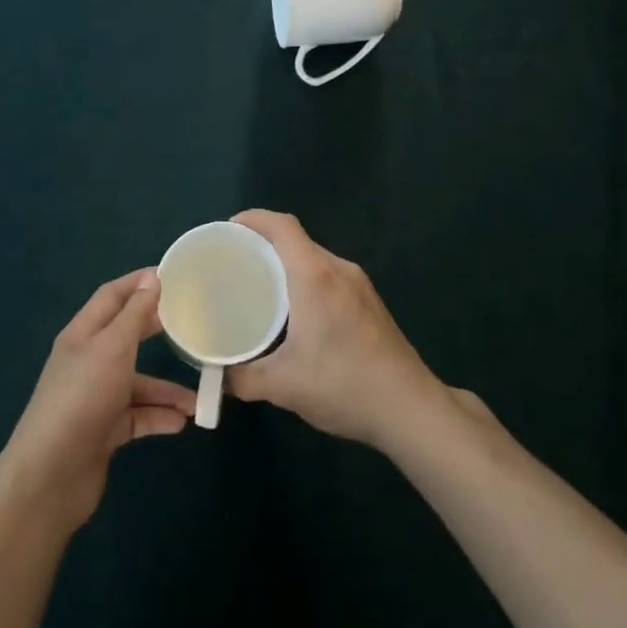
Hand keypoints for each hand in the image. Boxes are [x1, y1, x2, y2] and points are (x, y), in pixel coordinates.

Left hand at [0, 270, 196, 533]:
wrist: (50, 476)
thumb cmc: (82, 398)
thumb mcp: (113, 348)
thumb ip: (135, 314)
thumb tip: (152, 277)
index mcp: (83, 333)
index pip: (112, 296)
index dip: (139, 282)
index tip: (174, 276)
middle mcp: (88, 361)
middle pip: (127, 336)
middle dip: (158, 330)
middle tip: (192, 323)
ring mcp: (95, 397)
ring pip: (138, 383)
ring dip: (167, 389)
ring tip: (199, 400)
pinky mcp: (103, 431)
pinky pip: (137, 416)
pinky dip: (158, 417)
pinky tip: (182, 423)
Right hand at [226, 210, 445, 448]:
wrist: (411, 408)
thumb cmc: (343, 385)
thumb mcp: (283, 386)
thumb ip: (242, 378)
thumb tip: (216, 376)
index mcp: (315, 275)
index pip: (282, 226)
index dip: (253, 219)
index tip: (228, 230)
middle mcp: (338, 269)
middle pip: (297, 240)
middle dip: (264, 244)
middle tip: (235, 264)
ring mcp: (360, 284)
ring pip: (315, 259)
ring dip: (287, 264)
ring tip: (260, 286)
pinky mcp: (371, 302)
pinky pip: (330, 276)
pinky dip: (307, 280)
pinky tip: (296, 311)